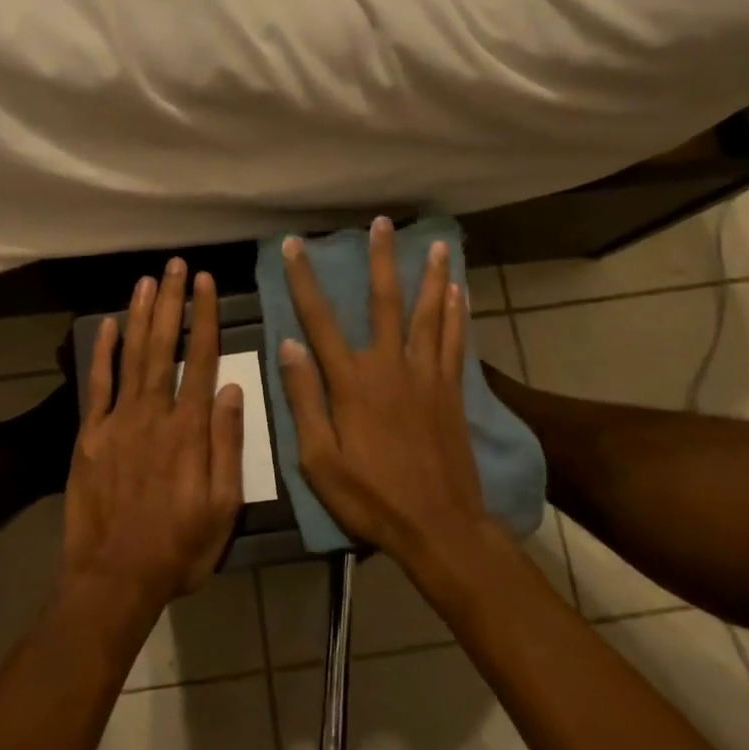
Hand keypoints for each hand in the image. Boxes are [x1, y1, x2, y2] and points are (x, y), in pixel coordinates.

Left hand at [62, 260, 244, 613]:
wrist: (114, 578)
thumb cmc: (179, 547)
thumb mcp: (223, 506)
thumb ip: (228, 445)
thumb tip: (234, 390)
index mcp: (190, 430)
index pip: (203, 360)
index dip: (205, 318)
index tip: (206, 283)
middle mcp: (154, 414)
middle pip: (165, 347)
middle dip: (172, 302)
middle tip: (175, 265)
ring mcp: (118, 422)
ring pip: (133, 356)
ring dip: (141, 315)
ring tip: (147, 280)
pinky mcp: (90, 436)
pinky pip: (97, 386)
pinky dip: (102, 353)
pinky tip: (107, 324)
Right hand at [277, 219, 487, 562]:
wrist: (439, 526)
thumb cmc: (370, 497)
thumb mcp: (319, 459)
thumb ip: (304, 399)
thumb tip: (289, 345)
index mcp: (351, 382)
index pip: (319, 320)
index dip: (304, 280)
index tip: (294, 245)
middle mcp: (390, 367)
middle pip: (384, 302)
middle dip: (381, 260)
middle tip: (382, 223)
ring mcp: (426, 376)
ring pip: (428, 314)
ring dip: (431, 276)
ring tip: (436, 244)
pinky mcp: (452, 391)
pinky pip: (455, 342)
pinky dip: (456, 314)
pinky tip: (459, 292)